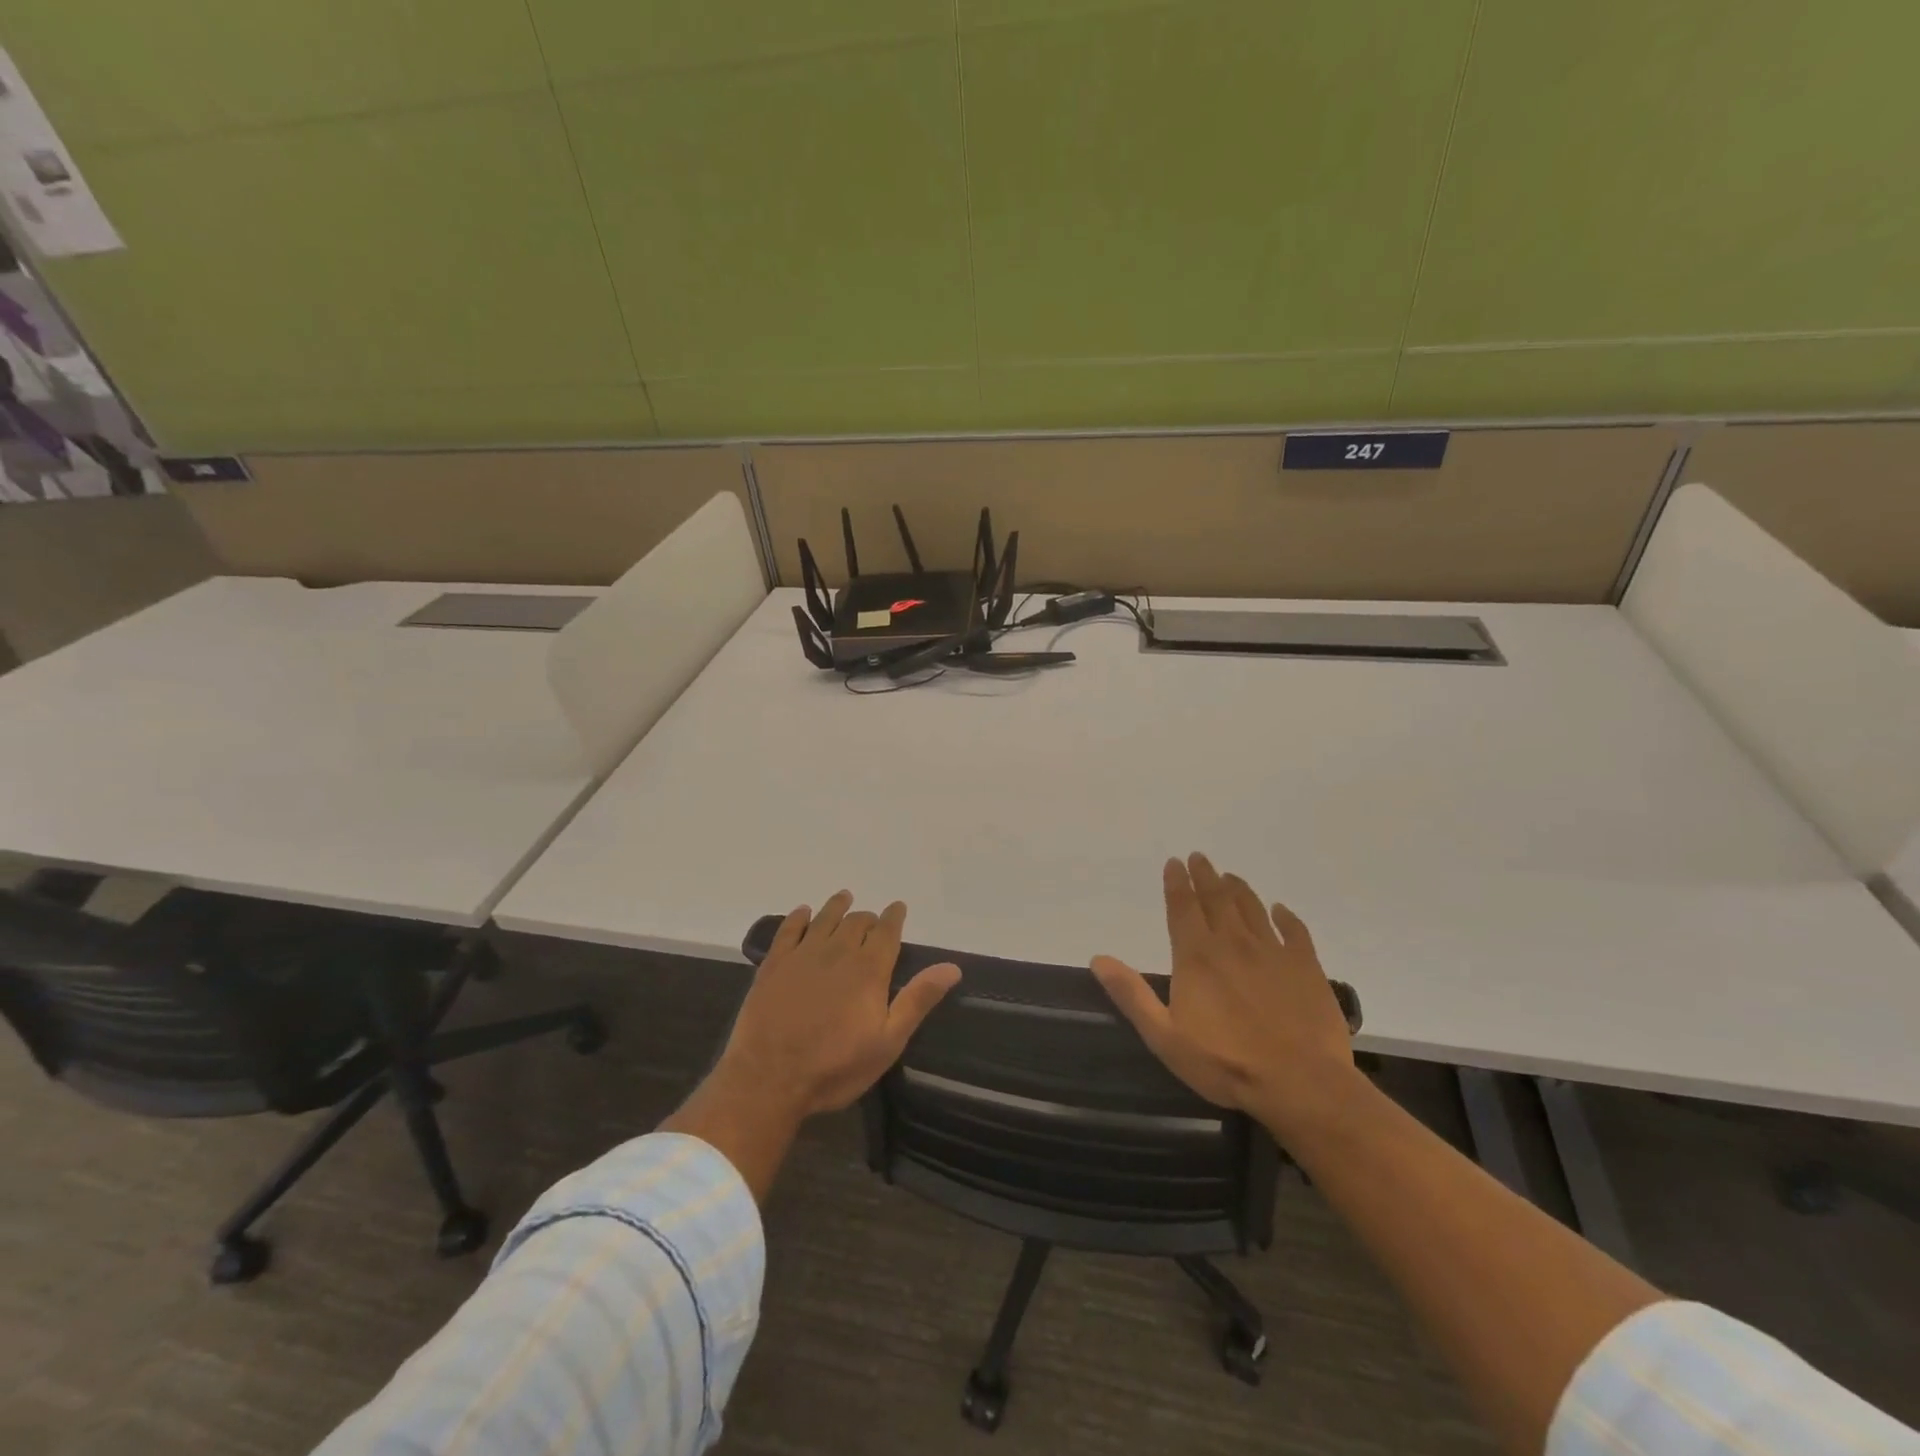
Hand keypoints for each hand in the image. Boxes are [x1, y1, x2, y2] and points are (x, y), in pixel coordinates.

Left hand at [720, 891, 961, 1118]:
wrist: (770, 1078)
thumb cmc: (836, 1066)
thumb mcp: (888, 1041)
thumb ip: (918, 1000)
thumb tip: (952, 967)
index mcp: (869, 969)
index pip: (887, 931)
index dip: (895, 917)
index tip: (899, 908)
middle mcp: (838, 951)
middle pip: (856, 922)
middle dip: (868, 918)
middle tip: (872, 920)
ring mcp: (803, 954)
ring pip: (824, 918)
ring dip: (837, 907)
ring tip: (844, 898)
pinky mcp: (774, 964)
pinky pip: (789, 929)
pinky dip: (799, 917)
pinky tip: (803, 912)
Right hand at [1091, 853, 1356, 1139]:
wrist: (1301, 1083)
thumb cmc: (1226, 1063)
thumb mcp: (1164, 1036)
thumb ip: (1132, 995)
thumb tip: (1099, 959)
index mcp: (1197, 956)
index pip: (1183, 907)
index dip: (1176, 883)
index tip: (1175, 862)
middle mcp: (1233, 943)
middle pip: (1216, 899)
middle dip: (1205, 876)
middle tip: (1200, 857)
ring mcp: (1273, 952)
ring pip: (1252, 908)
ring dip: (1239, 889)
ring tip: (1230, 876)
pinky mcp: (1306, 967)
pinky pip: (1295, 931)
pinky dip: (1286, 917)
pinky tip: (1281, 910)